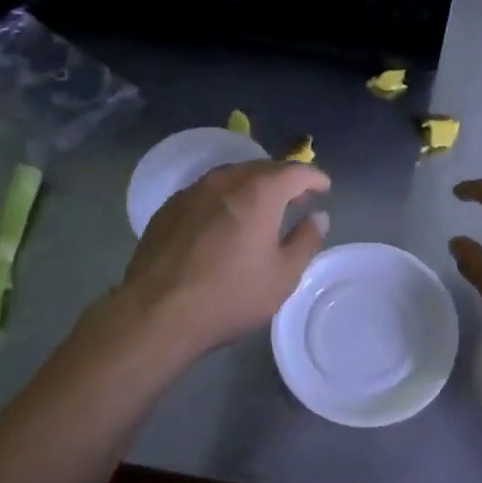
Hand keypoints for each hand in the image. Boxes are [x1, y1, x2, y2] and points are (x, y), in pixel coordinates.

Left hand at [118, 161, 330, 358]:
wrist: (157, 313)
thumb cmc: (230, 296)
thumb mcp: (283, 276)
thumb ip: (306, 241)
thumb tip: (318, 217)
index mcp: (258, 192)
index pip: (295, 171)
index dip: (314, 177)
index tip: (324, 187)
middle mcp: (224, 181)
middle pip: (261, 168)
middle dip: (283, 179)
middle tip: (297, 198)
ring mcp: (191, 192)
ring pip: (230, 177)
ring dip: (251, 186)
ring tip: (262, 207)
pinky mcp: (168, 209)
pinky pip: (206, 192)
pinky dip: (224, 198)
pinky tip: (224, 221)